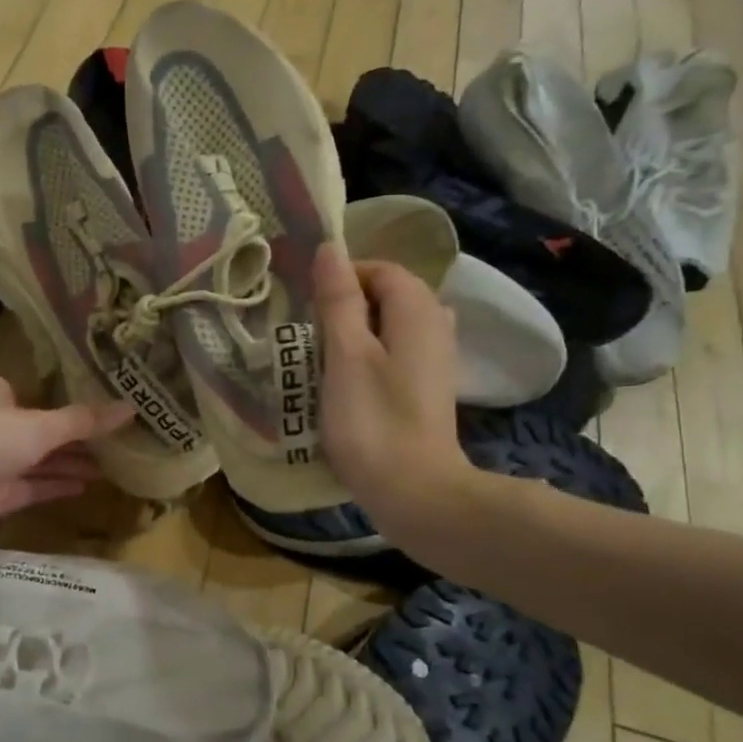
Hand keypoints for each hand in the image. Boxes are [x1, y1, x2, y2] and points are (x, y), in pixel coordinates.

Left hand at [0, 374, 130, 556]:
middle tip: (122, 442)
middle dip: (79, 438)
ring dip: (73, 463)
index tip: (109, 409)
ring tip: (115, 466)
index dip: (73, 403)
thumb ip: (83, 421)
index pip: (41, 394)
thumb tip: (131, 407)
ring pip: (41, 461)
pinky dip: (58, 486)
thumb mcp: (39, 426)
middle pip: (45, 430)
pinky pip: (34, 488)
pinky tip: (89, 486)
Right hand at [314, 243, 474, 528]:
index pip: (379, 268)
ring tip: (322, 356)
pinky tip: (347, 382)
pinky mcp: (428, 387)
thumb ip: (338, 299)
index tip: (306, 304)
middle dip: (346, 304)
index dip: (341, 277)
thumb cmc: (373, 421)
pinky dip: (369, 356)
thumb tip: (330, 249)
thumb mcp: (346, 355)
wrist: (415, 492)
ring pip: (390, 325)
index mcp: (417, 309)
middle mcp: (436, 324)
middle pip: (387, 294)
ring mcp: (436, 358)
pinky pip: (396, 352)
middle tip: (309, 332)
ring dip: (355, 332)